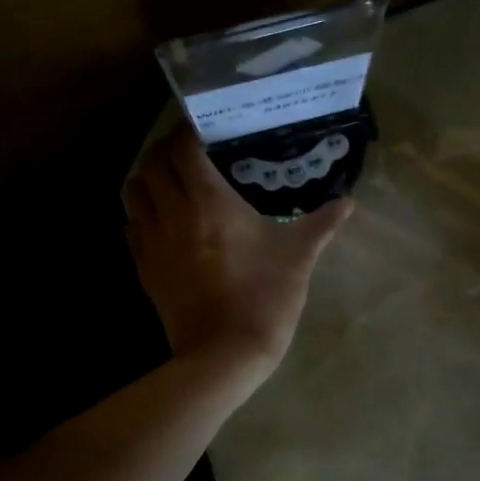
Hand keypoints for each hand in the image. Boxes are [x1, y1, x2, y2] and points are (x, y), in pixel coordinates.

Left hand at [123, 125, 351, 375]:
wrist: (224, 354)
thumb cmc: (264, 297)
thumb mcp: (299, 256)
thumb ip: (322, 223)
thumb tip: (348, 201)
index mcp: (209, 202)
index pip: (183, 148)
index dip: (188, 130)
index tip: (203, 125)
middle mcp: (173, 213)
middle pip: (151, 163)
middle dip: (165, 148)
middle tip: (188, 148)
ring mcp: (152, 242)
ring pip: (133, 192)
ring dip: (146, 176)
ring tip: (169, 177)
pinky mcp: (144, 268)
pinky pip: (131, 226)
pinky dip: (141, 212)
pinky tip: (160, 217)